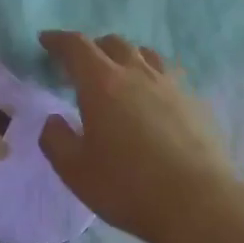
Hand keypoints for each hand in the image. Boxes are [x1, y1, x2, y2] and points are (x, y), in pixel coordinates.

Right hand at [37, 31, 242, 242]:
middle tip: (82, 66)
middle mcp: (138, 73)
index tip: (46, 40)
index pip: (76, 47)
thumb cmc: (127, 186)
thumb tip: (54, 120)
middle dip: (93, 48)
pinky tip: (153, 100)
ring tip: (120, 76)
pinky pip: (169, 75)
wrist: (197, 202)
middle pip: (113, 44)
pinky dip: (153, 78)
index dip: (58, 40)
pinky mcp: (195, 101)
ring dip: (126, 57)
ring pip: (145, 54)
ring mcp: (171, 85)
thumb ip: (56, 140)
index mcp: (102, 83)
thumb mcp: (75, 171)